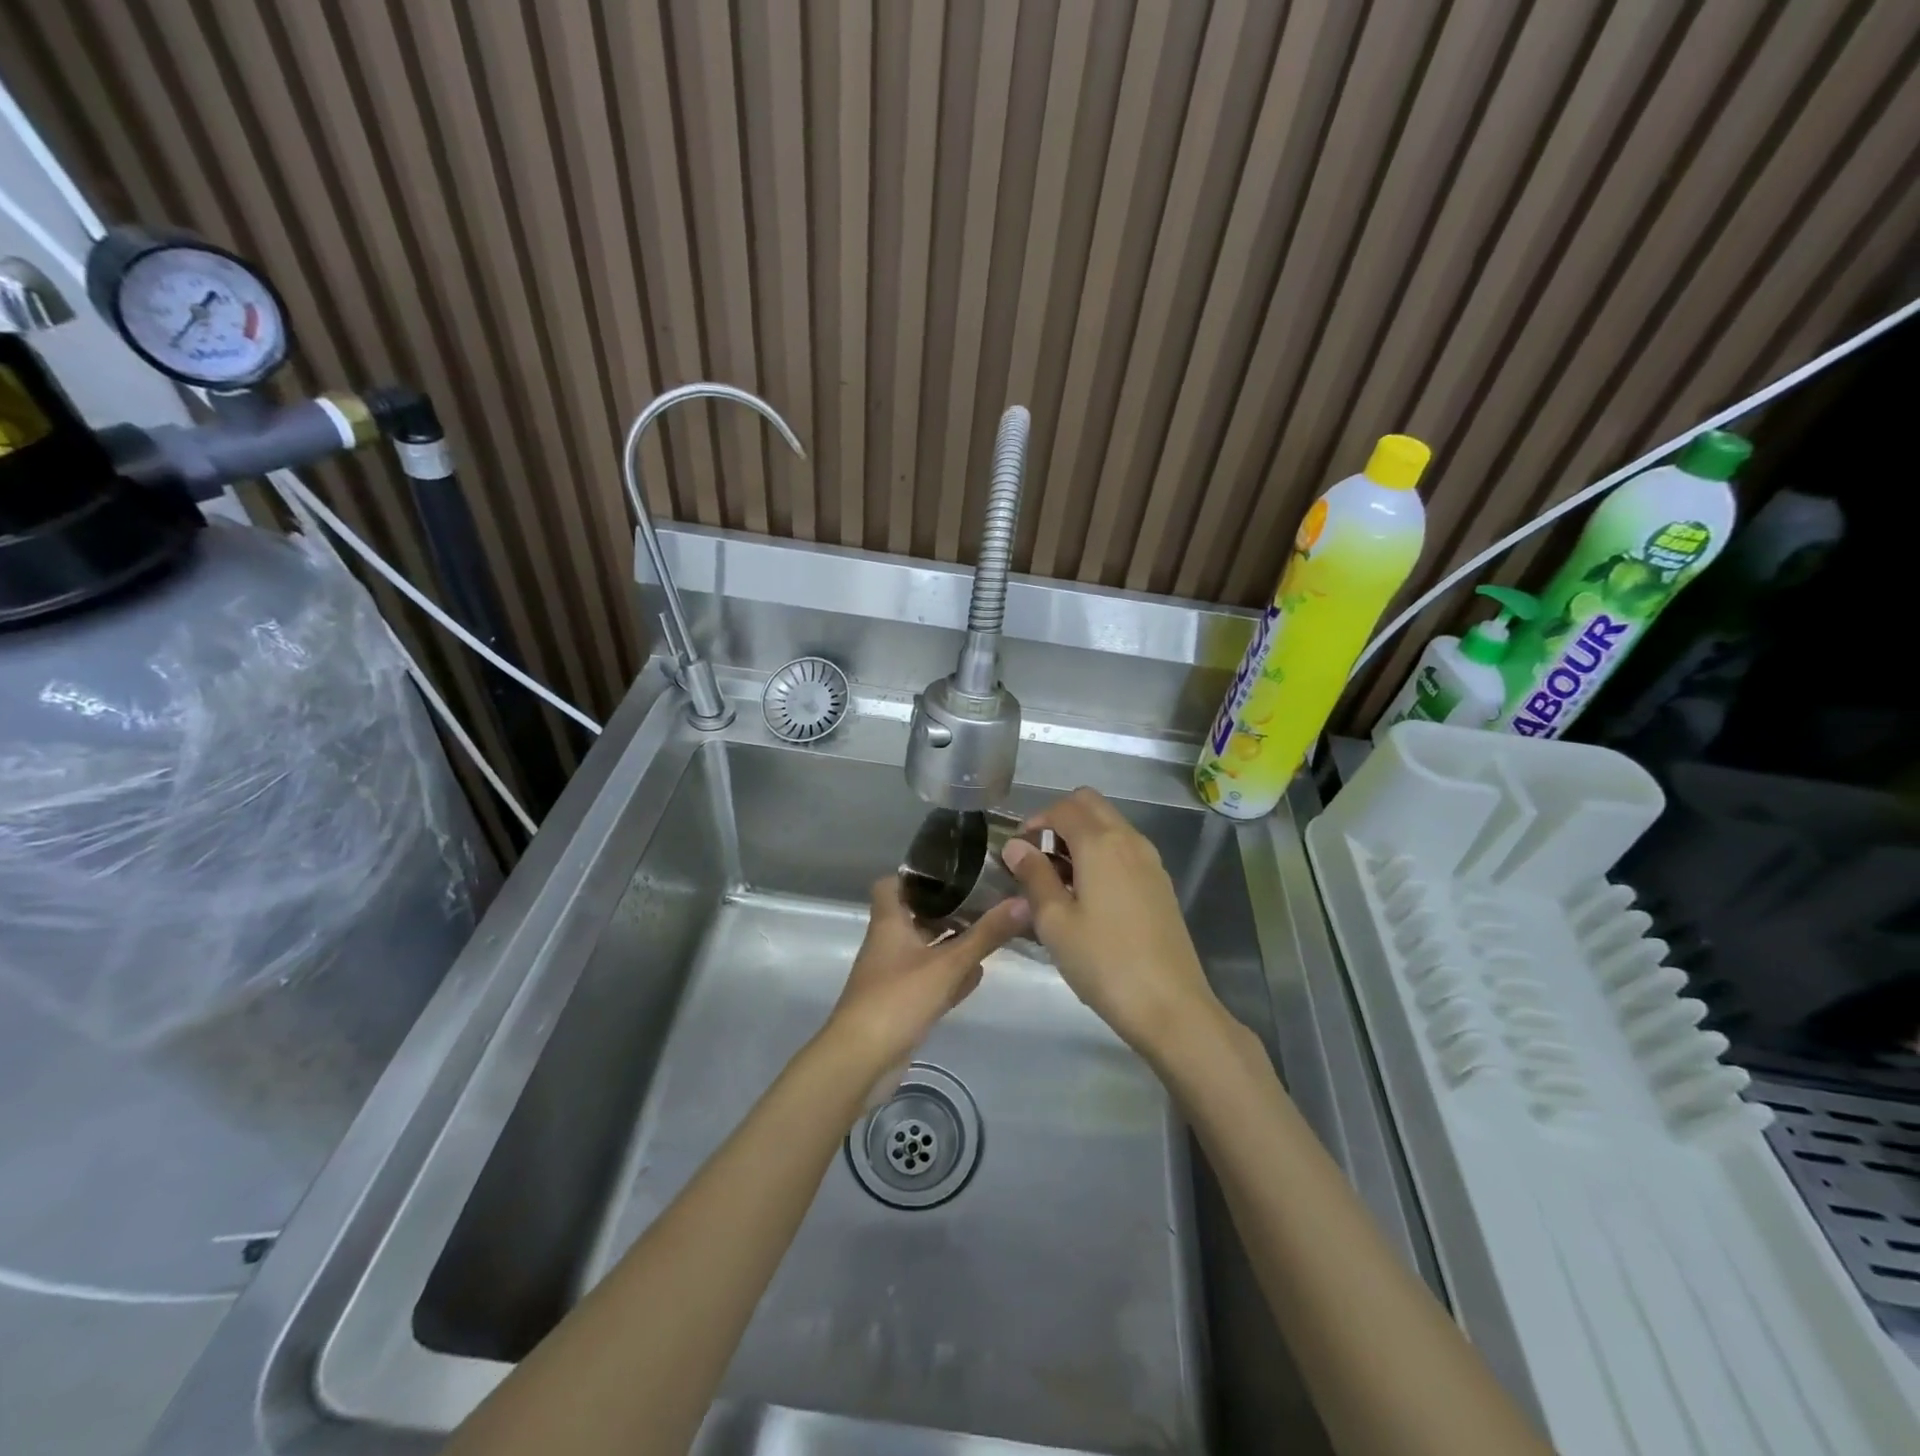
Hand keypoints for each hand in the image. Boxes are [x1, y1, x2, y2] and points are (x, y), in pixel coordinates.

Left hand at [823, 877, 1027, 1075]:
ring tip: (988, 932)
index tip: (953, 871)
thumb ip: (985, 935)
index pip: (893, 884)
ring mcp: (893, 974)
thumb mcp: (947, 964)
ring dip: (951, 943)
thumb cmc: (897, 999)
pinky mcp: (901, 1003)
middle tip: (985, 899)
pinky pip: (929, 979)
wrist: (861, 1061)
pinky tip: (976, 975)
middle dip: (948, 910)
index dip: (918, 875)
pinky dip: (949, 975)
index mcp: (889, 922)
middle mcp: (888, 943)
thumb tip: (1023, 901)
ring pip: (925, 948)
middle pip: (916, 915)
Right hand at [1001, 788, 1226, 1060]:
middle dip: (1060, 818)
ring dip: (1082, 836)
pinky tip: (1089, 896)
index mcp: (1101, 843)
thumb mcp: (1055, 921)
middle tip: (1039, 856)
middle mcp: (1130, 840)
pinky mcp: (1160, 884)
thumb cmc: (1103, 962)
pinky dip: (1102, 854)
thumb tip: (1016, 846)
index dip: (1035, 821)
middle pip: (1091, 804)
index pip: (1063, 807)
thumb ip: (1034, 876)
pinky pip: (1125, 849)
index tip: (1018, 851)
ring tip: (1059, 880)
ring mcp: (1150, 861)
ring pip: (1111, 825)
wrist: (1170, 1006)